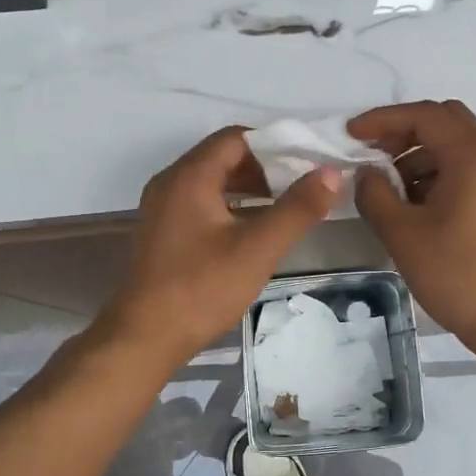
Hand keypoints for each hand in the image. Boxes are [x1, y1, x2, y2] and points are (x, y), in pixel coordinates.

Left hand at [100, 127, 341, 366]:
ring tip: (286, 206)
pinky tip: (254, 230)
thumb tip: (330, 173)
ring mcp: (162, 209)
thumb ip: (297, 208)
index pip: (236, 138)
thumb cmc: (202, 288)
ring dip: (249, 188)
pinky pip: (200, 204)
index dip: (275, 143)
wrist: (145, 337)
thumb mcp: (258, 248)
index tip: (308, 159)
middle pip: (223, 157)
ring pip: (212, 182)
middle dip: (265, 167)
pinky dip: (230, 207)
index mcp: (189, 176)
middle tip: (302, 184)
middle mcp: (170, 183)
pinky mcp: (162, 233)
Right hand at [349, 101, 475, 349]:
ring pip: (458, 144)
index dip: (384, 120)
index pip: (425, 116)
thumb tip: (367, 173)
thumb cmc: (457, 275)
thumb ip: (375, 195)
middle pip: (446, 120)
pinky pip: (469, 168)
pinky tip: (416, 204)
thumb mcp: (402, 235)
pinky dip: (439, 172)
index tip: (351, 136)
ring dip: (420, 154)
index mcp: (473, 158)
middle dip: (404, 131)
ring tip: (390, 188)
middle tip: (374, 155)